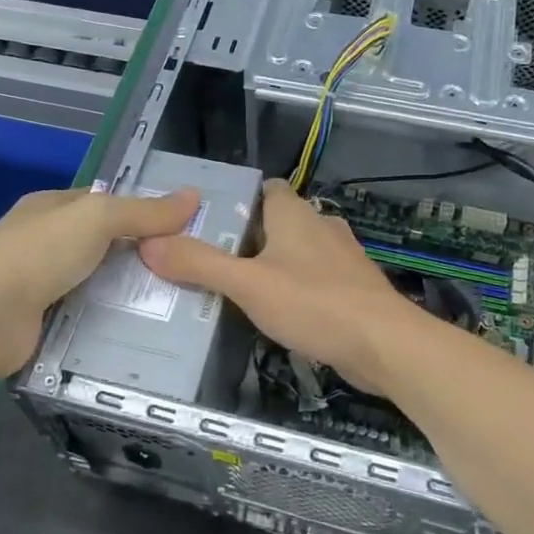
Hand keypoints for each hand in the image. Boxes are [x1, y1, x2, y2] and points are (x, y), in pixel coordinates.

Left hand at [0, 186, 200, 375]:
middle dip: (138, 255)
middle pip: (101, 244)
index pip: (103, 202)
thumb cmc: (39, 253)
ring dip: (125, 291)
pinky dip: (107, 321)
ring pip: (94, 282)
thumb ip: (144, 211)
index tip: (181, 227)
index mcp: (50, 207)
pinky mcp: (39, 322)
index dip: (140, 210)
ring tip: (176, 303)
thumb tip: (193, 196)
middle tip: (186, 269)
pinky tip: (141, 331)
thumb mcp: (98, 218)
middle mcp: (42, 241)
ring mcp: (37, 283)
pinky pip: (84, 316)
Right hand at [139, 178, 414, 387]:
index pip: (264, 189)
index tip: (206, 222)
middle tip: (209, 261)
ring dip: (271, 265)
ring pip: (296, 252)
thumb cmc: (314, 303)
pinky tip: (276, 313)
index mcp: (294, 213)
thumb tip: (149, 243)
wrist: (385, 344)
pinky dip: (294, 289)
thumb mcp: (247, 284)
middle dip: (246, 238)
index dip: (236, 200)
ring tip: (235, 289)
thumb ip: (199, 264)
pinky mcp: (352, 288)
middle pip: (276, 222)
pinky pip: (314, 279)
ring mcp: (340, 257)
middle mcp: (320, 225)